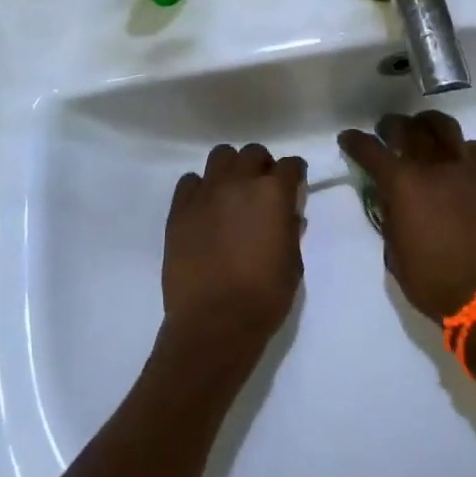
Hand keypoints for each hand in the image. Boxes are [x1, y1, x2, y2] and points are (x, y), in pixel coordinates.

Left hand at [161, 143, 306, 359]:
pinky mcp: (180, 208)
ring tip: (232, 193)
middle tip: (261, 191)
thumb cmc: (264, 297)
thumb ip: (290, 230)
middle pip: (253, 153)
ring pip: (221, 156)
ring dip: (231, 169)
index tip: (294, 187)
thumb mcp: (293, 263)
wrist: (214, 323)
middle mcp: (240, 182)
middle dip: (262, 167)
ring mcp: (206, 192)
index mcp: (273, 193)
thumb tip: (287, 214)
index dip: (295, 175)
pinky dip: (201, 188)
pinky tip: (205, 209)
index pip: (291, 165)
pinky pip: (190, 181)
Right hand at [339, 111, 475, 322]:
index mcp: (403, 184)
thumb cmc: (430, 280)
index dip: (355, 141)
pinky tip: (462, 160)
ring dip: (428, 125)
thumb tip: (388, 193)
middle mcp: (433, 167)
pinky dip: (467, 149)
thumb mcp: (393, 250)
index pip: (371, 150)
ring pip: (445, 127)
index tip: (348, 138)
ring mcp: (466, 170)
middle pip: (408, 128)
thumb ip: (389, 213)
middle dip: (391, 125)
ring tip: (424, 132)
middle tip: (386, 132)